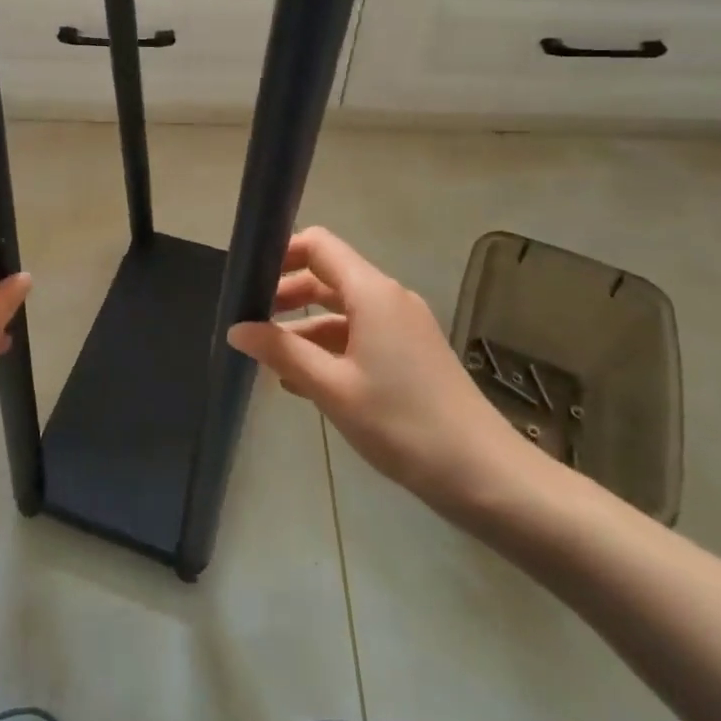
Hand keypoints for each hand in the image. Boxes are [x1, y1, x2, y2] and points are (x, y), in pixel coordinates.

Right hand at [226, 227, 536, 516]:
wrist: (484, 475)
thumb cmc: (402, 424)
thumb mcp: (333, 389)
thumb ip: (282, 352)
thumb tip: (236, 329)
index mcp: (372, 292)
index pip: (319, 245)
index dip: (281, 254)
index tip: (249, 282)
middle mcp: (388, 297)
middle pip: (328, 276)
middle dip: (288, 294)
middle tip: (251, 322)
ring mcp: (403, 325)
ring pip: (343, 309)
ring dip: (306, 326)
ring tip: (270, 358)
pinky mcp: (411, 352)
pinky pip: (361, 333)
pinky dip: (330, 346)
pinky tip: (306, 380)